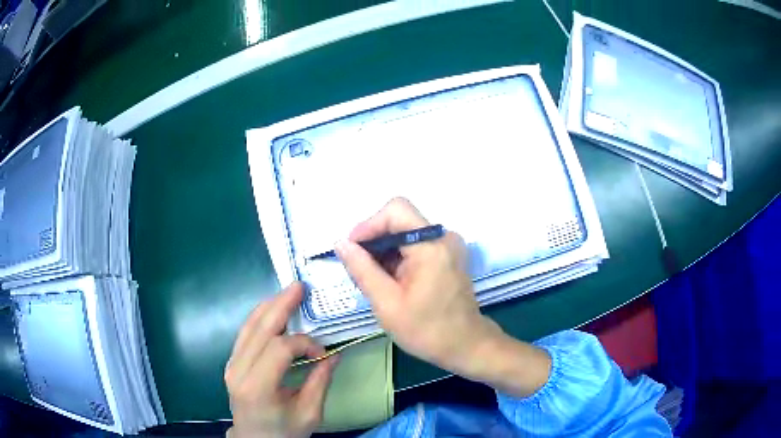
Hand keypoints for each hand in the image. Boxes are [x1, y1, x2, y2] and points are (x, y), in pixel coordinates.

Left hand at [224, 283, 338, 437]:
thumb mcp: (309, 413)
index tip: (320, 351)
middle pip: (259, 329)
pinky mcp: (232, 362)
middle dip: (281, 305)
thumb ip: (320, 382)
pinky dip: (260, 318)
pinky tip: (273, 311)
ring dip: (269, 307)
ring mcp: (231, 364)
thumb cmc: (284, 432)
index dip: (303, 342)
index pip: (279, 349)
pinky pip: (245, 333)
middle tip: (299, 287)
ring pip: (248, 326)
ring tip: (288, 293)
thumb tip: (334, 354)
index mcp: (258, 387)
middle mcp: (239, 370)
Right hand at [336, 198, 550, 396]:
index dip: (368, 225)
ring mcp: (448, 245)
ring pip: (406, 232)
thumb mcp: (387, 303)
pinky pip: (416, 244)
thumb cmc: (427, 330)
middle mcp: (443, 237)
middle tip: (359, 272)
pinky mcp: (448, 254)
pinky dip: (398, 257)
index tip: (352, 251)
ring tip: (374, 282)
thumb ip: (362, 269)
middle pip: (399, 220)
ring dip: (385, 251)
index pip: (395, 211)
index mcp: (431, 245)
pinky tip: (390, 282)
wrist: (466, 345)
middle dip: (374, 242)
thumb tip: (340, 242)